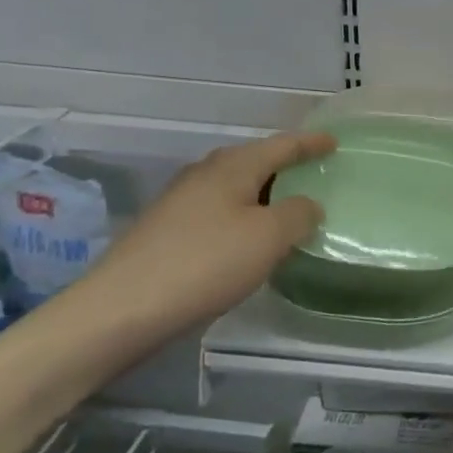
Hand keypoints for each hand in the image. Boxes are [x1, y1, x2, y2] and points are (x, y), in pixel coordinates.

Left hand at [67, 132, 335, 334]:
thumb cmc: (205, 263)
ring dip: (261, 193)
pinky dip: (240, 216)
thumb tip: (307, 205)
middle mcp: (204, 174)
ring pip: (232, 187)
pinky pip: (216, 211)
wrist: (120, 310)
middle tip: (311, 173)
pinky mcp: (164, 231)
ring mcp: (179, 202)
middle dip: (283, 165)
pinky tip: (245, 239)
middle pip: (253, 161)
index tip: (333, 142)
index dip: (310, 143)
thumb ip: (298, 215)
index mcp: (233, 166)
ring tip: (284, 208)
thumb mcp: (268, 237)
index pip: (281, 145)